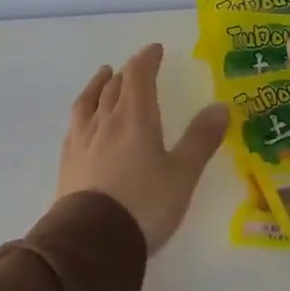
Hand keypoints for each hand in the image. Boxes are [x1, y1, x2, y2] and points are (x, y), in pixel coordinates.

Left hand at [57, 43, 228, 252]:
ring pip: (89, 101)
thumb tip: (221, 106)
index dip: (147, 59)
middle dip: (127, 73)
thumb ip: (201, 139)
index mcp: (135, 118)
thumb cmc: (144, 204)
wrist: (91, 240)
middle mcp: (105, 121)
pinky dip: (83, 112)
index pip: (139, 76)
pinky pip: (75, 124)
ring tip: (103, 76)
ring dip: (98, 85)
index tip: (155, 50)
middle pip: (114, 87)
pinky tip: (82, 121)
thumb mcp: (182, 174)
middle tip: (135, 67)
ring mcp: (82, 141)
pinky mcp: (68, 162)